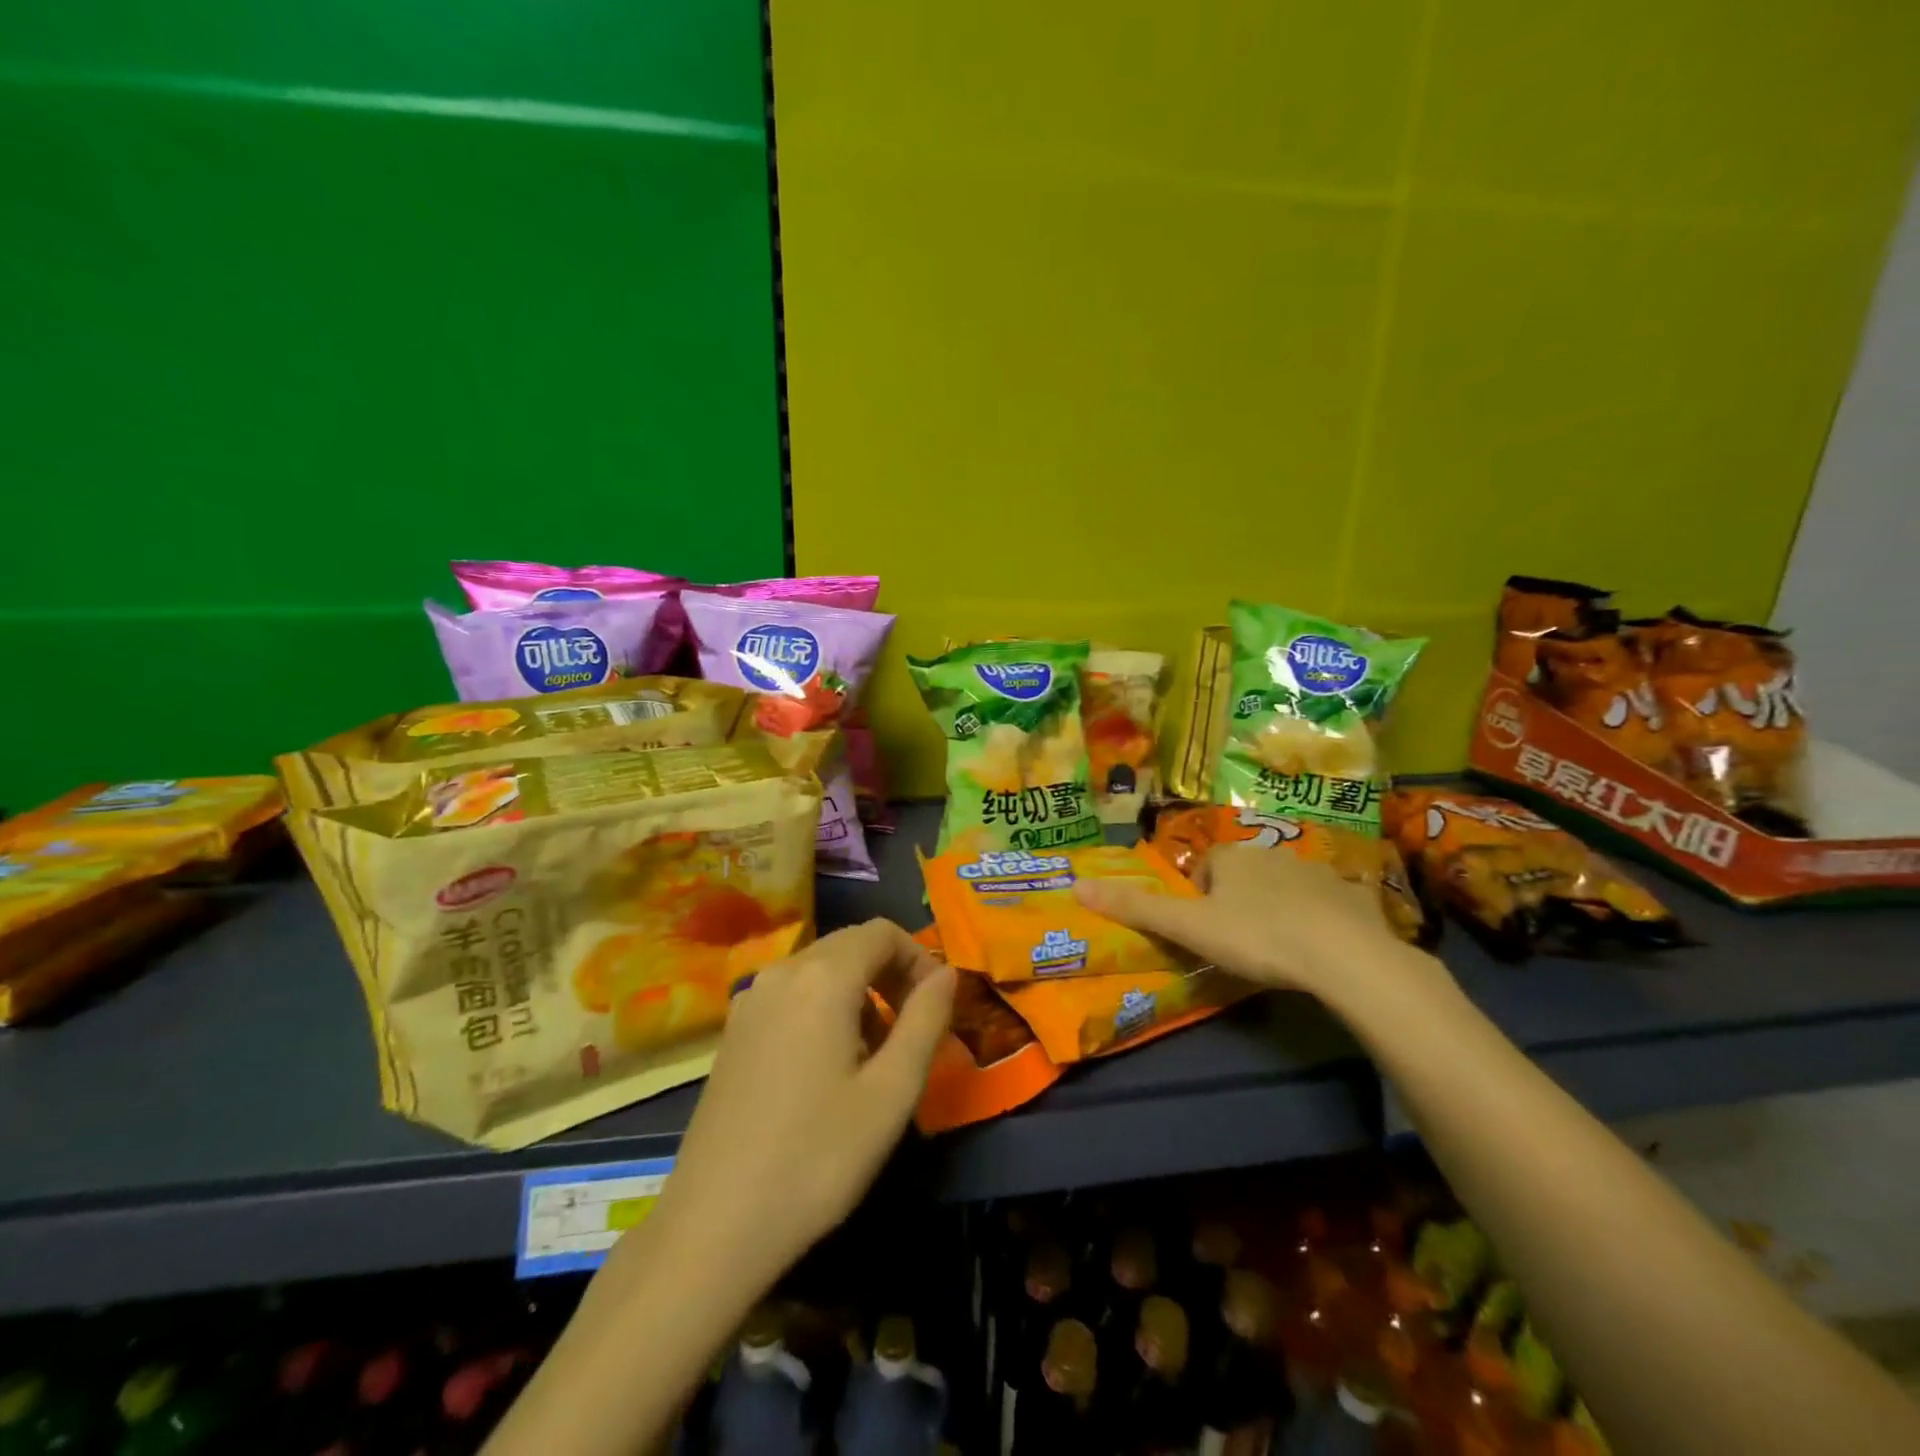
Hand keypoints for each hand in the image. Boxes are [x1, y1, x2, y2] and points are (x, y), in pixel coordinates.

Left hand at [645, 919, 955, 1287]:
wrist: (714, 1226)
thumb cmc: (817, 1157)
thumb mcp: (892, 1091)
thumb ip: (926, 1020)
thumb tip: (946, 973)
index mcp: (822, 977)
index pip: (882, 932)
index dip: (919, 957)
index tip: (937, 1004)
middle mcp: (781, 972)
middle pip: (849, 945)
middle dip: (891, 973)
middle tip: (915, 1027)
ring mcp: (749, 1000)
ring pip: (820, 970)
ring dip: (859, 992)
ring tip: (876, 1054)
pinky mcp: (733, 1031)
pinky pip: (792, 994)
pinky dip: (824, 1007)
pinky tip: (829, 1065)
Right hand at [1074, 842, 1417, 1005]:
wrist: (1345, 956)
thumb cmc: (1257, 936)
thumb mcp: (1190, 928)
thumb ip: (1137, 910)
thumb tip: (1077, 887)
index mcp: (1230, 856)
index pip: (1203, 872)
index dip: (1199, 903)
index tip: (1208, 935)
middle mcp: (1270, 852)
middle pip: (1242, 877)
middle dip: (1237, 904)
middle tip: (1241, 946)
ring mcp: (1315, 870)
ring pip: (1283, 888)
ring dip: (1276, 910)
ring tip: (1280, 951)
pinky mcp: (1352, 894)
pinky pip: (1326, 903)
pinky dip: (1319, 920)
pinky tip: (1322, 951)